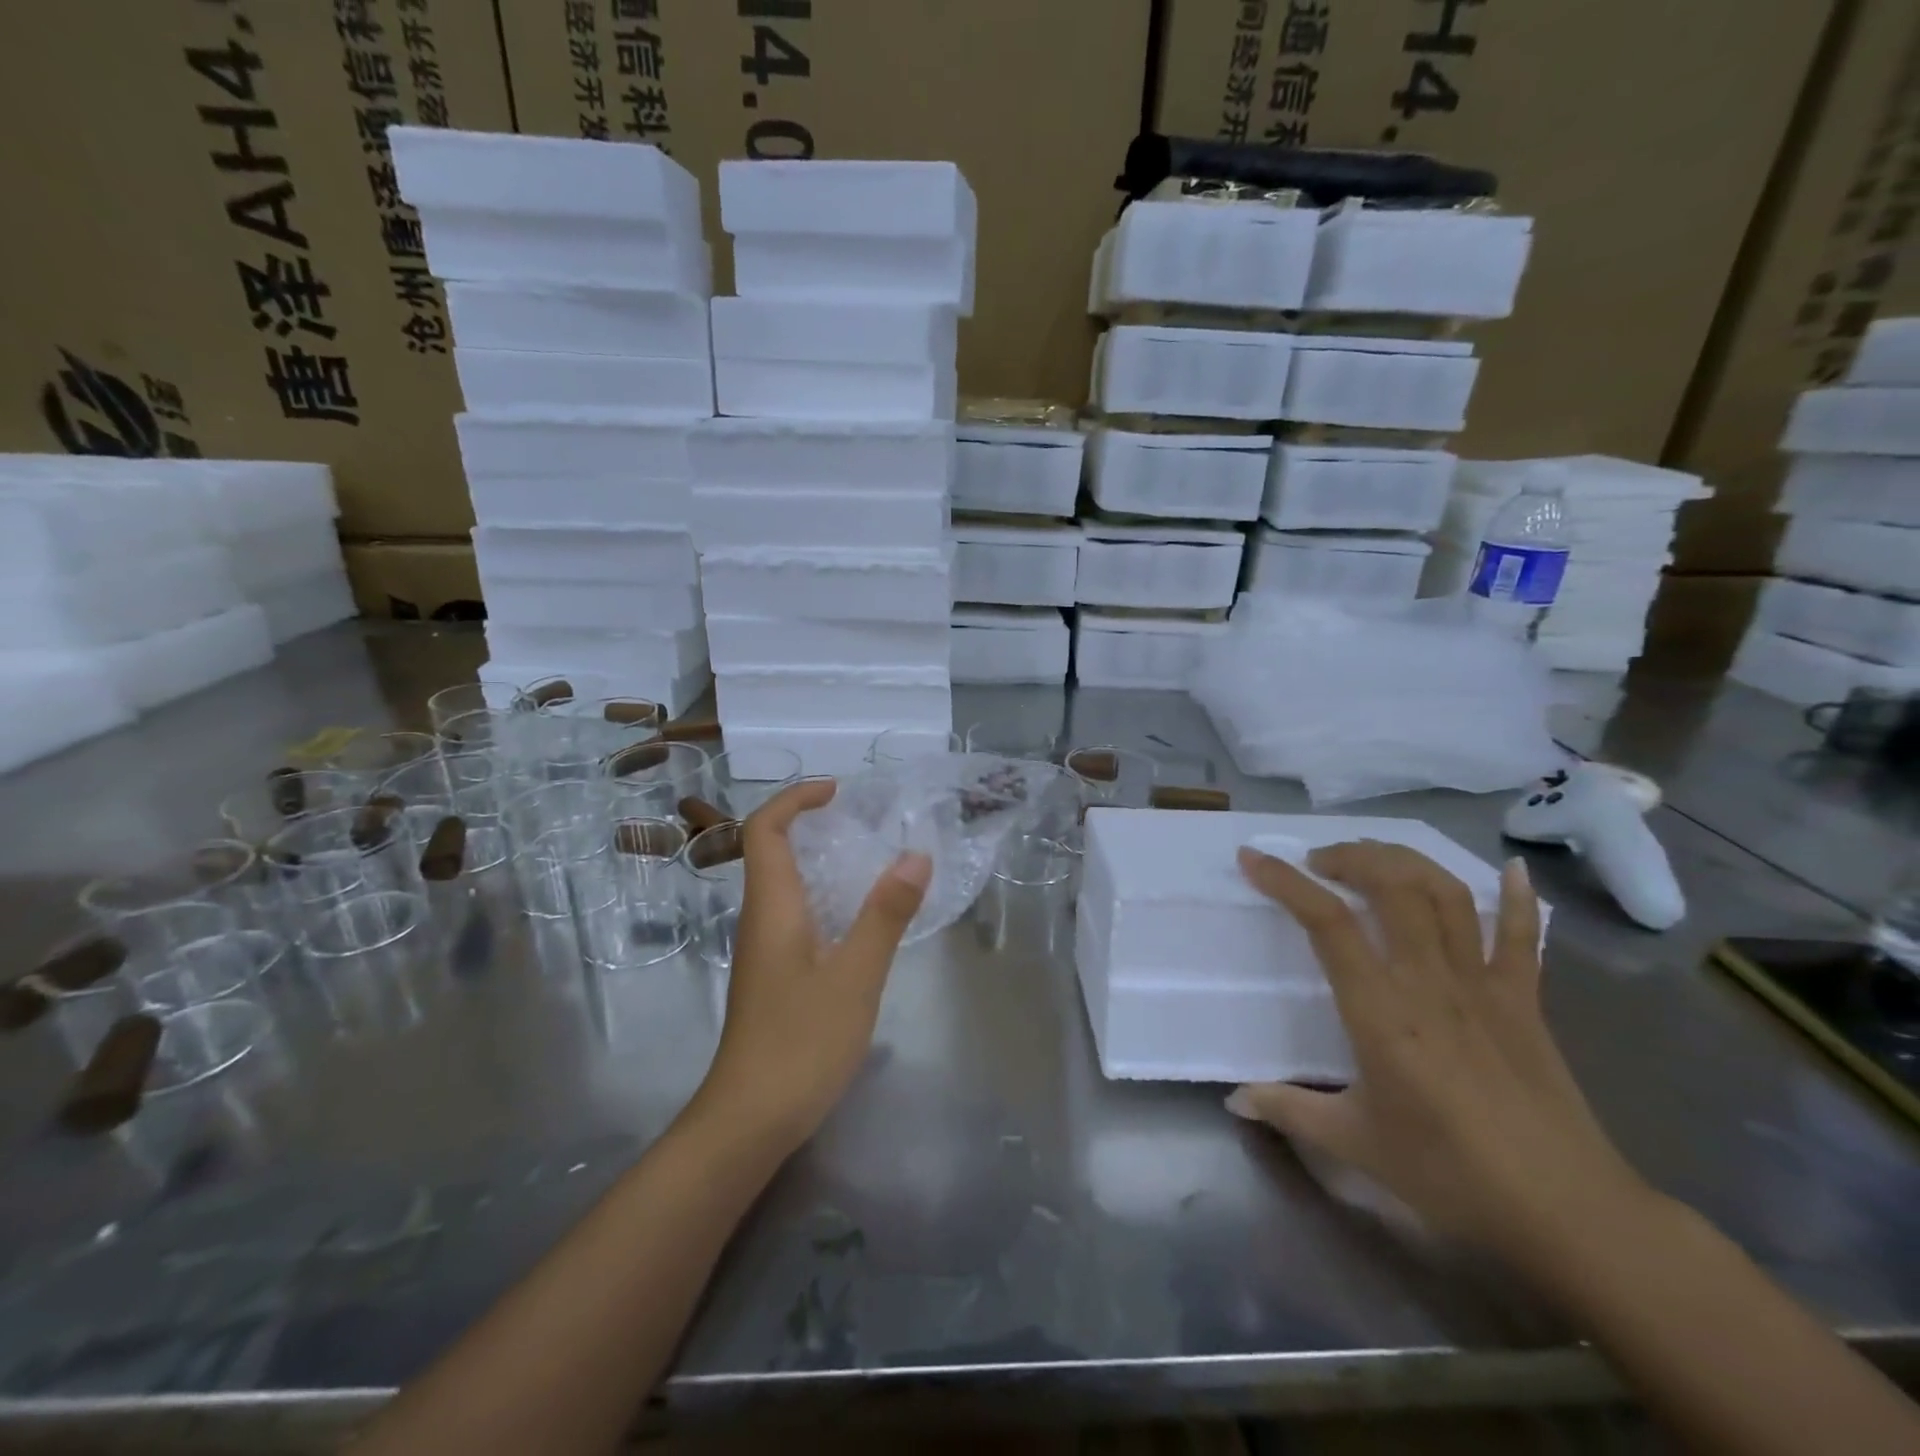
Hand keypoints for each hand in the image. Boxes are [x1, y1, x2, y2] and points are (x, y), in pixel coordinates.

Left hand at [690, 779, 930, 1159]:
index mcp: (772, 907)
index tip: (838, 792)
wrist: (749, 1120)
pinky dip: (823, 896)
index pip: (765, 830)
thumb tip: (915, 855)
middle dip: (810, 824)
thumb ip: (886, 914)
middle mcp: (760, 919)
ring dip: (818, 860)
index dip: (795, 800)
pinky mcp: (773, 975)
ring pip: (783, 885)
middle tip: (863, 821)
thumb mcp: (856, 975)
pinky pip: (794, 914)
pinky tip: (858, 919)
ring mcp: (763, 950)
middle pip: (771, 851)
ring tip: (870, 859)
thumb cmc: (801, 1042)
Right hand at [1228, 841, 1652, 1266]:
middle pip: (1392, 887)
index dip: (1286, 882)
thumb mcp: (1356, 1144)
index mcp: (1381, 1010)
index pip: (1327, 923)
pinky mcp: (1525, 1001)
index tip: (1253, 859)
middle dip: (1351, 858)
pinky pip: (1522, 938)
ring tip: (1374, 858)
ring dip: (1407, 862)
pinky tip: (1510, 868)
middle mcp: (1429, 981)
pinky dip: (1516, 898)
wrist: (1568, 1213)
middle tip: (1319, 862)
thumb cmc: (1451, 1175)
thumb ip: (1289, 1110)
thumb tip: (1236, 1101)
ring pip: (1446, 896)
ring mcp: (1483, 985)